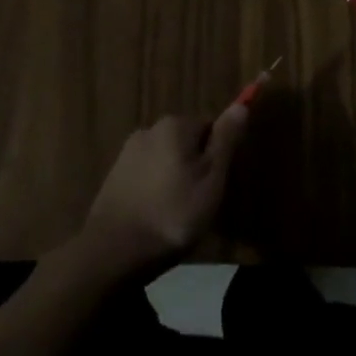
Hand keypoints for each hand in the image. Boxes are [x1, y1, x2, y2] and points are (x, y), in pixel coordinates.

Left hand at [77, 107, 249, 279]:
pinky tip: (155, 216)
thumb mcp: (212, 180)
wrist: (114, 251)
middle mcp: (149, 129)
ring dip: (173, 177)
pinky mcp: (113, 176)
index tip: (216, 184)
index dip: (217, 155)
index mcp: (175, 125)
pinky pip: (145, 175)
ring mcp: (128, 153)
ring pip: (164, 159)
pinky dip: (154, 189)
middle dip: (194, 165)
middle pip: (185, 141)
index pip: (209, 126)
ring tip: (176, 214)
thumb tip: (241, 105)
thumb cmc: (174, 214)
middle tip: (199, 202)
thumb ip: (226, 140)